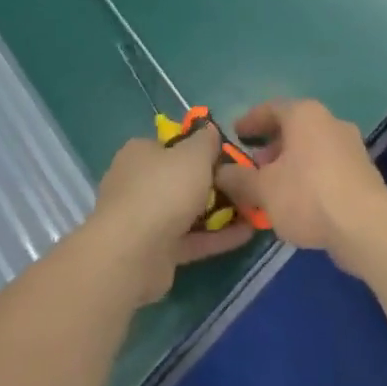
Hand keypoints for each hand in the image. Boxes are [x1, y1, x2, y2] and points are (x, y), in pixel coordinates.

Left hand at [90, 128, 254, 304]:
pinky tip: (247, 233)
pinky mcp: (156, 252)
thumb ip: (206, 141)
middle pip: (181, 178)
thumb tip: (210, 130)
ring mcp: (145, 220)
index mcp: (140, 153)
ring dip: (219, 211)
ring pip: (188, 210)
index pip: (172, 144)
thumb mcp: (194, 154)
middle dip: (214, 182)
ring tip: (253, 209)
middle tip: (244, 183)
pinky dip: (216, 236)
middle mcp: (138, 183)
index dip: (200, 147)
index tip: (227, 154)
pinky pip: (192, 239)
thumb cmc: (164, 190)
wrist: (133, 255)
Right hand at [213, 100, 386, 273]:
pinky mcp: (362, 171)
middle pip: (293, 128)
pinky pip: (327, 166)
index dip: (250, 122)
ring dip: (290, 163)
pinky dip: (309, 176)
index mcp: (305, 115)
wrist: (365, 224)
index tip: (236, 135)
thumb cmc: (307, 195)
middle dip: (271, 146)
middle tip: (253, 166)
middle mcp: (330, 121)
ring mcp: (350, 145)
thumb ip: (238, 179)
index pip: (271, 109)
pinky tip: (298, 202)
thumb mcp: (263, 189)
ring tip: (273, 188)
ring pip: (311, 148)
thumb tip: (220, 173)